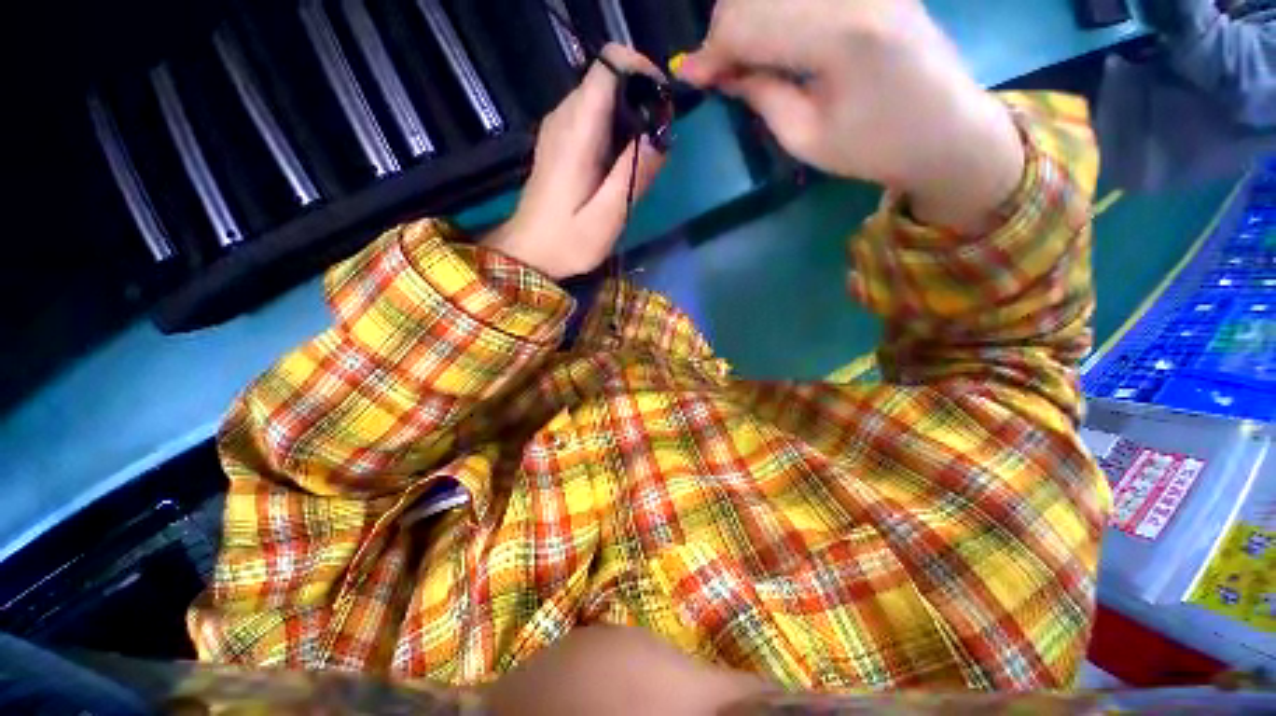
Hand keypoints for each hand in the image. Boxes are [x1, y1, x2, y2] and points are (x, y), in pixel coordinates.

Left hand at [482, 45, 666, 279]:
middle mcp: (565, 117)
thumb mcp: (607, 218)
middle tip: (660, 140)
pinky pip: (593, 116)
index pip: (609, 64)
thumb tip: (660, 137)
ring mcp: (559, 127)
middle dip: (642, 97)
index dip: (642, 70)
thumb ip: (633, 175)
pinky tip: (622, 162)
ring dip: (631, 115)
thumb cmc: (567, 242)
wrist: (529, 253)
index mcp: (577, 131)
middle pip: (609, 77)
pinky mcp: (560, 141)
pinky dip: (616, 128)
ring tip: (645, 155)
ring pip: (602, 96)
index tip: (664, 103)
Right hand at [677, 0, 1023, 232]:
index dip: (711, 51)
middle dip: (724, 31)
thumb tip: (720, 73)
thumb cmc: (876, 148)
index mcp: (841, 35)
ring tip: (739, 58)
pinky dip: (773, 9)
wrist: (947, 130)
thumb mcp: (807, 139)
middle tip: (715, 71)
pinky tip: (769, 38)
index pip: (749, 23)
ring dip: (746, 16)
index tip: (690, 77)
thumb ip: (761, 96)